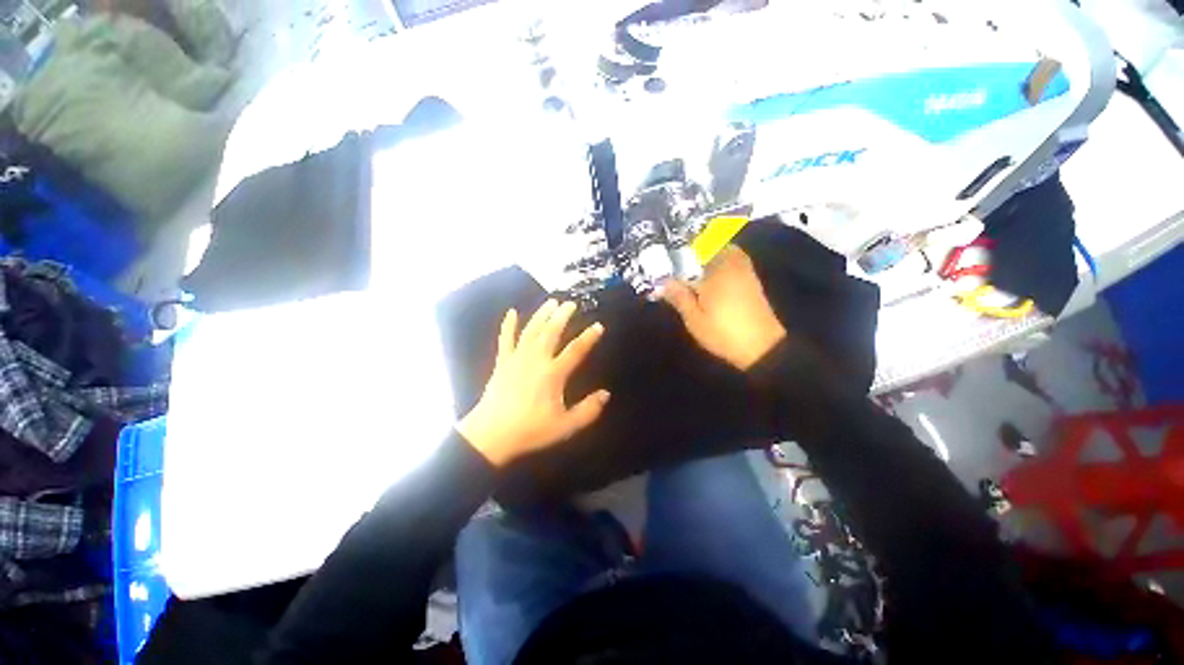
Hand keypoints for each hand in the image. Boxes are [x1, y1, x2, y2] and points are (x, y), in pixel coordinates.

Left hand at [458, 300, 609, 466]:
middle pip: (551, 332)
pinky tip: (512, 312)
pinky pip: (505, 339)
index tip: (598, 325)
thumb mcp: (565, 426)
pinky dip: (508, 325)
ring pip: (531, 330)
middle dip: (562, 316)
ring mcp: (517, 358)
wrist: (491, 435)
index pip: (576, 350)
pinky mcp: (502, 362)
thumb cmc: (530, 430)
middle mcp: (536, 360)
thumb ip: (588, 410)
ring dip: (542, 314)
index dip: (589, 337)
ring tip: (551, 302)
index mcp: (553, 374)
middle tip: (571, 303)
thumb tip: (606, 394)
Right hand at [661, 245, 785, 370]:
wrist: (762, 347)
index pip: (692, 251)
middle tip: (679, 259)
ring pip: (724, 250)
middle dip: (695, 247)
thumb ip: (678, 297)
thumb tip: (662, 283)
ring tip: (692, 267)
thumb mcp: (694, 319)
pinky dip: (721, 262)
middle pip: (712, 243)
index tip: (665, 256)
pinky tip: (710, 278)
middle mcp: (731, 264)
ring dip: (709, 253)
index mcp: (715, 271)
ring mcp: (744, 271)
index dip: (677, 251)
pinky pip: (733, 260)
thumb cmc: (724, 333)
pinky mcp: (751, 280)